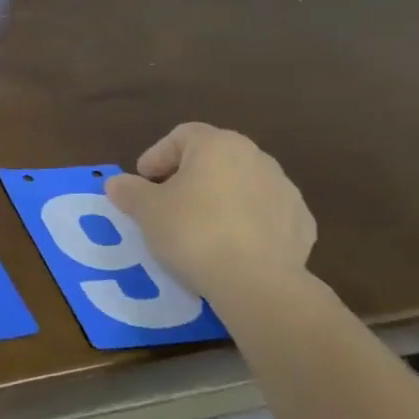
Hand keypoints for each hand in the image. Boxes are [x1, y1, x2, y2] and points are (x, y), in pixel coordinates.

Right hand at [106, 122, 315, 300]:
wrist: (257, 282)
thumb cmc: (193, 232)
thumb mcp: (147, 211)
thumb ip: (129, 191)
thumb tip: (117, 183)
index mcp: (217, 145)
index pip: (181, 135)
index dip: (157, 155)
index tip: (143, 181)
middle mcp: (256, 157)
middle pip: (214, 157)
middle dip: (187, 176)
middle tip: (166, 203)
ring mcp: (285, 190)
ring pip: (241, 184)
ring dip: (218, 198)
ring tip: (198, 228)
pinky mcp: (302, 223)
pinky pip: (264, 213)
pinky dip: (245, 221)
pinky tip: (230, 246)